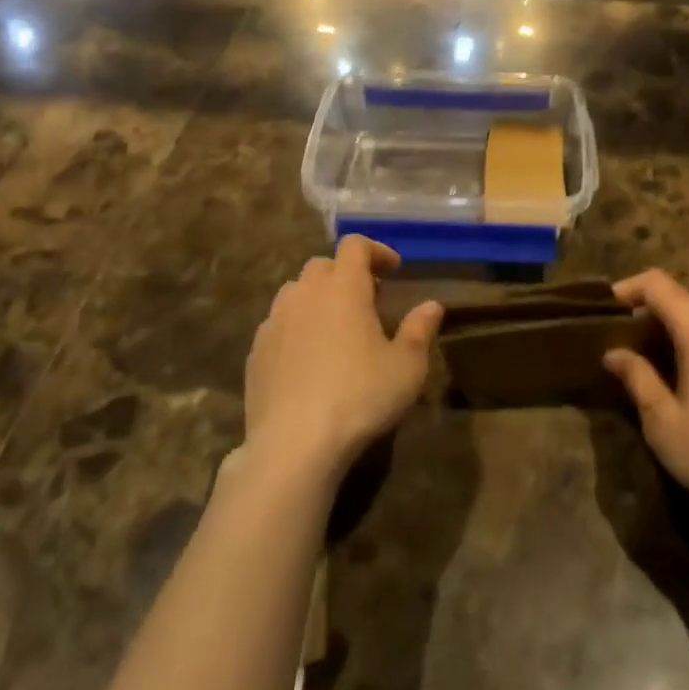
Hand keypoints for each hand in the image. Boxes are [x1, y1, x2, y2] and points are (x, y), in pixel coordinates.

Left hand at [244, 236, 441, 477]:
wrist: (294, 444)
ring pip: (296, 292)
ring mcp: (275, 321)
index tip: (394, 269)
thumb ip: (420, 329)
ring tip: (336, 327)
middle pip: (323, 265)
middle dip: (346, 274)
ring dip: (318, 298)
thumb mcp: (407, 366)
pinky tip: (308, 359)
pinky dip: (296, 328)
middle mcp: (305, 293)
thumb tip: (432, 305)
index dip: (376, 250)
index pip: (355, 245)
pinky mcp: (256, 351)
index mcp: (343, 286)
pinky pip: (278, 324)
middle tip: (368, 300)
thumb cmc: (360, 396)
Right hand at [603, 269, 688, 528]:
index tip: (605, 309)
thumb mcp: (663, 421)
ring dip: (671, 324)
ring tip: (647, 354)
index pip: (659, 284)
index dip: (628, 288)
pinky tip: (682, 371)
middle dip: (647, 308)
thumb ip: (637, 378)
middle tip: (621, 336)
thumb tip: (614, 353)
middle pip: (680, 296)